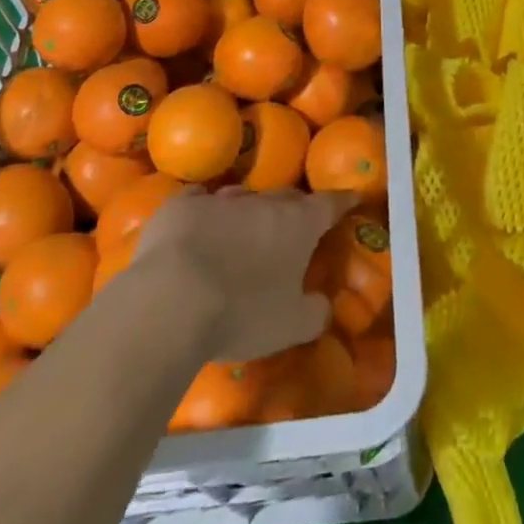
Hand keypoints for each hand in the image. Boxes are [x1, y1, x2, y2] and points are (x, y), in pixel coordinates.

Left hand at [128, 186, 355, 362]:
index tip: (352, 197)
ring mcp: (220, 200)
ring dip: (248, 212)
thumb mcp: (291, 326)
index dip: (343, 201)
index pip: (330, 203)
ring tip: (243, 231)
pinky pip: (199, 200)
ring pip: (243, 198)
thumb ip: (315, 312)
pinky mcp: (181, 207)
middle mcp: (263, 202)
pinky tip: (198, 221)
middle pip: (286, 198)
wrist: (171, 301)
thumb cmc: (242, 312)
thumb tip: (322, 304)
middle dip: (294, 209)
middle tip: (294, 226)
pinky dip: (204, 210)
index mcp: (298, 224)